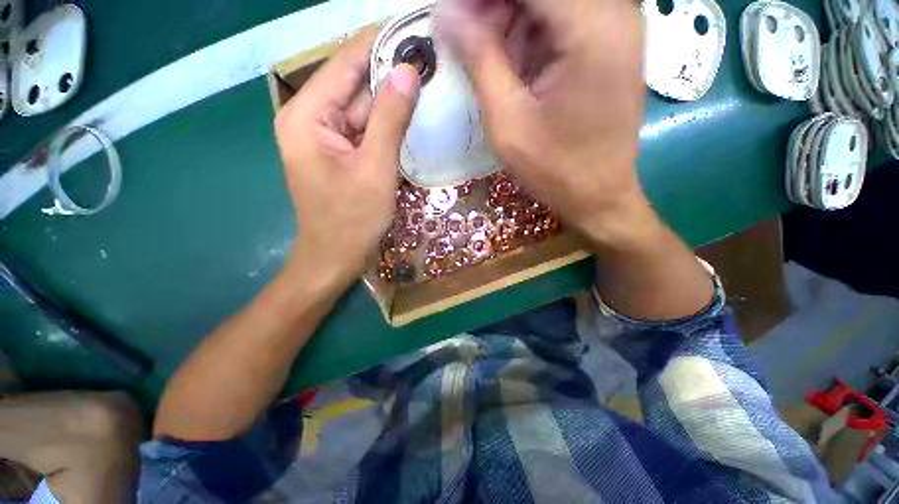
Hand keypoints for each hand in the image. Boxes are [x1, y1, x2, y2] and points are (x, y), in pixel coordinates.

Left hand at [274, 30, 420, 283]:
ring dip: (392, 99)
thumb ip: (389, 118)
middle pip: (355, 84)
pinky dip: (386, 123)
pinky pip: (365, 129)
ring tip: (428, 82)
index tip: (414, 29)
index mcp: (308, 115)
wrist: (335, 257)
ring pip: (362, 108)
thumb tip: (409, 72)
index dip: (379, 43)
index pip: (346, 62)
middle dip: (390, 72)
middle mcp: (311, 118)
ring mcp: (326, 137)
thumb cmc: (352, 219)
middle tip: (430, 58)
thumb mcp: (376, 168)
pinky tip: (411, 116)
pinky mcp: (340, 153)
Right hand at [437, 0, 646, 244]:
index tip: (452, 14)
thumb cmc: (554, 169)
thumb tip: (446, 12)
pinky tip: (514, 67)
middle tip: (465, 38)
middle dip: (495, 9)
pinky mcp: (610, 45)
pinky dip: (530, 36)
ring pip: (549, 5)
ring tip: (486, 58)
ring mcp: (616, 27)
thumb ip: (480, 59)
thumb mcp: (507, 121)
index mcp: (592, 26)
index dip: (481, 0)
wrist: (598, 196)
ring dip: (510, 22)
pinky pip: (561, 22)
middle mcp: (614, 12)